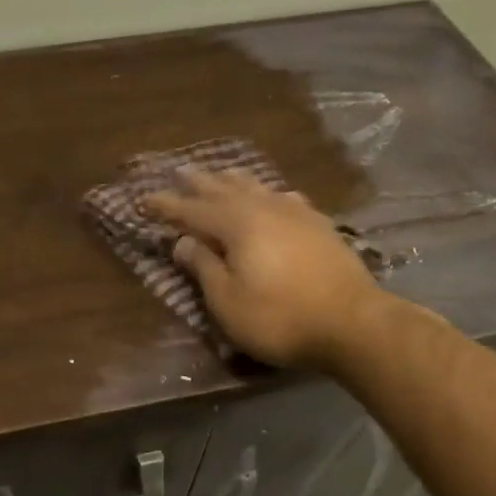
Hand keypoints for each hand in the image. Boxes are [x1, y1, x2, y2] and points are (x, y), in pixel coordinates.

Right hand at [146, 168, 388, 368]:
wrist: (352, 323)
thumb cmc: (279, 318)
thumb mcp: (227, 301)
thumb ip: (203, 266)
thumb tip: (183, 240)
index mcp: (237, 225)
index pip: (192, 211)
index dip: (166, 206)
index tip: (143, 199)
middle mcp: (265, 209)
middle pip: (224, 190)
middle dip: (198, 183)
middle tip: (179, 171)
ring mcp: (296, 214)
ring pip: (256, 188)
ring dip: (232, 180)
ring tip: (219, 174)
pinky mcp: (319, 226)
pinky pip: (284, 198)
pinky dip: (268, 193)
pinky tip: (273, 196)